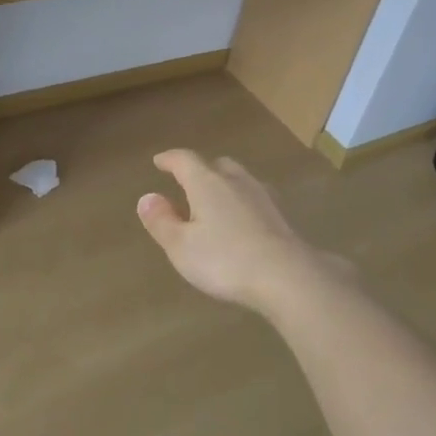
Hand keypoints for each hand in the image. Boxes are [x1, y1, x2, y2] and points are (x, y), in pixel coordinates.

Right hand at [136, 150, 351, 315]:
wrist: (287, 276)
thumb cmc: (225, 260)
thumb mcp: (181, 246)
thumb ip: (162, 221)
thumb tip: (147, 197)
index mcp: (207, 183)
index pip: (185, 160)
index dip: (170, 159)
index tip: (159, 161)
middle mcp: (236, 181)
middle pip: (216, 165)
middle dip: (200, 170)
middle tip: (188, 183)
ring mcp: (262, 196)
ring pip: (239, 179)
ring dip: (224, 185)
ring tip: (214, 202)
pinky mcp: (281, 216)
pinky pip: (255, 198)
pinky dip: (242, 202)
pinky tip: (242, 220)